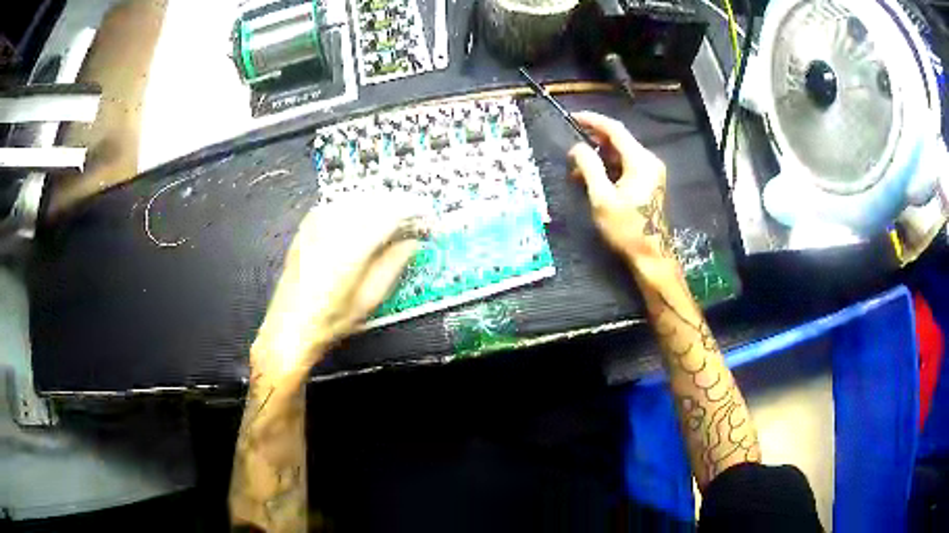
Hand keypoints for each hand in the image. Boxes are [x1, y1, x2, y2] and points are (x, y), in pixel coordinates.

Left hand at [251, 195, 425, 384]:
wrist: (289, 326)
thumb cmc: (329, 320)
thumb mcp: (370, 298)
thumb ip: (394, 264)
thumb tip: (414, 242)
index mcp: (352, 246)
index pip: (392, 212)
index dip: (415, 210)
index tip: (429, 216)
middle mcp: (333, 226)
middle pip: (376, 200)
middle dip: (400, 205)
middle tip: (415, 220)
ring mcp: (317, 222)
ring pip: (358, 197)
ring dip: (380, 204)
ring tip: (394, 220)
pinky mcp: (308, 224)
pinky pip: (340, 203)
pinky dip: (359, 205)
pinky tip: (365, 218)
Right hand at [568, 112, 674, 273]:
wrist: (650, 255)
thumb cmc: (626, 228)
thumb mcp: (602, 198)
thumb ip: (589, 168)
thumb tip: (577, 147)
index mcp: (640, 161)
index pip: (615, 130)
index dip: (593, 121)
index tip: (573, 117)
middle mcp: (649, 161)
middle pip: (619, 140)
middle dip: (594, 140)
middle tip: (572, 147)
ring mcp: (651, 172)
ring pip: (621, 153)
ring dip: (599, 156)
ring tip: (577, 167)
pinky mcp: (649, 183)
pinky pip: (626, 166)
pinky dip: (609, 167)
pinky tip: (592, 178)